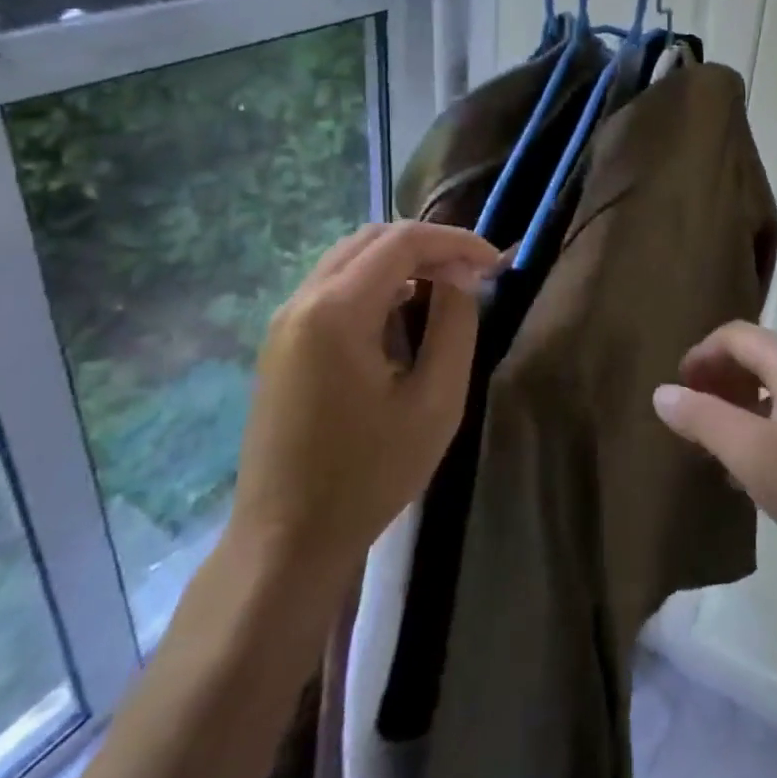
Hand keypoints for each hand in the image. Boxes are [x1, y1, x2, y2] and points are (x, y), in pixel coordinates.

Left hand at [225, 222, 499, 608]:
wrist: (285, 539)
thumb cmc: (369, 474)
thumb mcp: (435, 401)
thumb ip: (455, 325)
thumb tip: (462, 277)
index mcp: (336, 311)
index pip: (403, 241)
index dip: (456, 242)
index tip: (496, 263)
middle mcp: (302, 301)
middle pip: (373, 238)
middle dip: (429, 245)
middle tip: (472, 274)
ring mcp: (285, 320)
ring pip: (350, 257)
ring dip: (402, 260)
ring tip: (445, 288)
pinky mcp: (281, 341)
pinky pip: (333, 286)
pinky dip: (376, 281)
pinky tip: (403, 313)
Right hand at [652, 322, 776, 577]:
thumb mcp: (751, 453)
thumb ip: (703, 418)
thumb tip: (662, 392)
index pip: (735, 335)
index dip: (699, 356)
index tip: (676, 391)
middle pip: (756, 357)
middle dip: (718, 381)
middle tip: (692, 417)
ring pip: (776, 390)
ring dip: (740, 408)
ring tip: (717, 446)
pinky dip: (765, 430)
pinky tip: (757, 473)